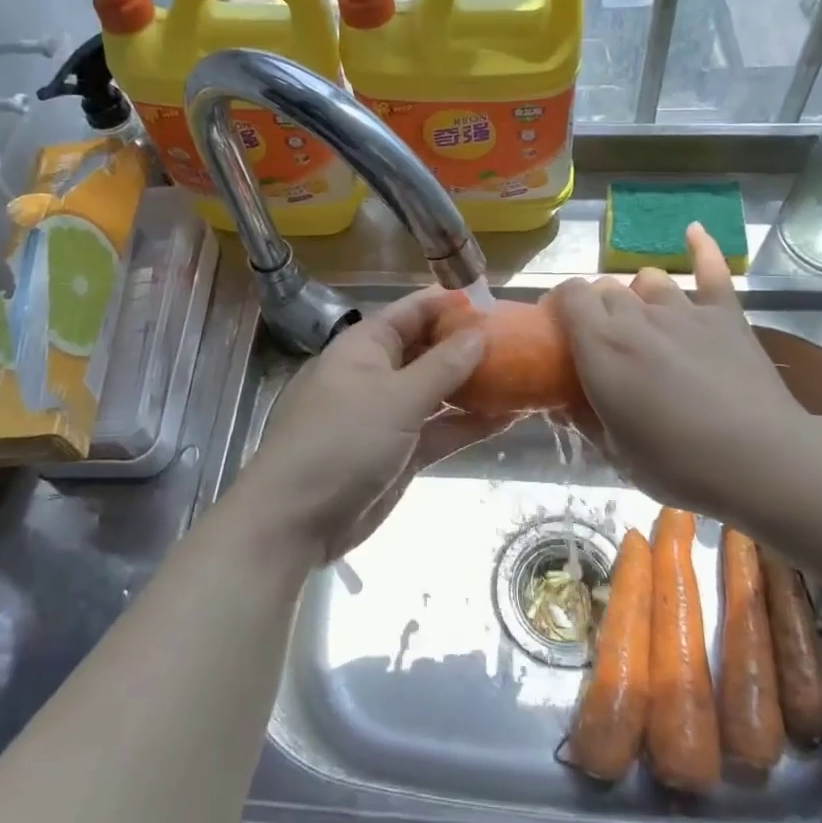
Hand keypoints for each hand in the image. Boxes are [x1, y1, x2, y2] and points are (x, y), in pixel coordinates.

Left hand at [244, 288, 503, 561]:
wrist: (296, 520)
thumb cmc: (342, 442)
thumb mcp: (397, 398)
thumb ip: (443, 366)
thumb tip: (481, 332)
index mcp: (365, 345)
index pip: (414, 310)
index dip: (453, 303)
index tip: (498, 302)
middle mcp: (378, 373)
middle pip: (430, 349)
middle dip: (470, 346)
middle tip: (522, 342)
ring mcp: (389, 415)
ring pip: (439, 392)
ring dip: (476, 387)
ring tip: (525, 377)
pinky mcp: (400, 452)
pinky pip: (440, 430)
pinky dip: (469, 424)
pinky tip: (510, 417)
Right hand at [553, 224, 810, 517]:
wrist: (760, 460)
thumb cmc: (678, 464)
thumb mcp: (616, 453)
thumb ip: (585, 420)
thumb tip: (564, 405)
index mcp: (602, 346)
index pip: (569, 295)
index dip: (561, 304)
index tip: (560, 327)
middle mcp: (636, 316)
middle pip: (605, 287)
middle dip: (598, 306)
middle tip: (604, 340)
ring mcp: (684, 310)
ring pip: (648, 279)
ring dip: (638, 294)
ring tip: (645, 318)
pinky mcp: (725, 314)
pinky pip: (711, 269)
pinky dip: (701, 247)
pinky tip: (693, 231)